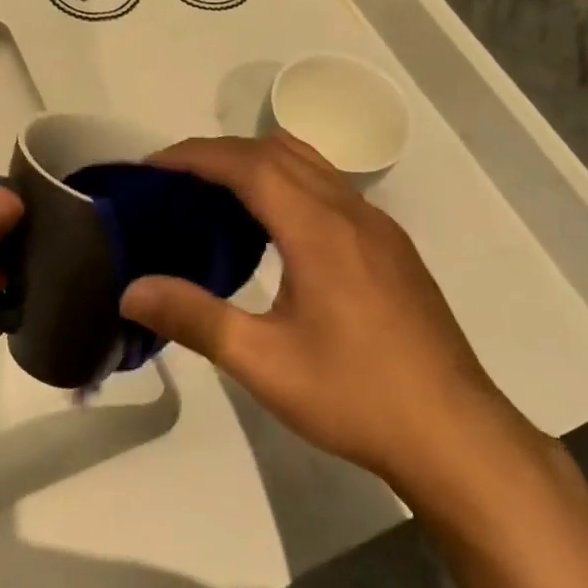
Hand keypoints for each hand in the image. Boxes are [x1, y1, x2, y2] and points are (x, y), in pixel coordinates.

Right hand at [119, 134, 532, 504]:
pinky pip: (331, 189)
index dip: (197, 155)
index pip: (249, 164)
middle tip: (174, 181)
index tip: (153, 166)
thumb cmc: (355, 396)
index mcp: (319, 230)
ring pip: (310, 165)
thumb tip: (130, 291)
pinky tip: (273, 230)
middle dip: (221, 153)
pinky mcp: (392, 247)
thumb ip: (195, 318)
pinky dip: (288, 184)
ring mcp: (378, 227)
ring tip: (215, 196)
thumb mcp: (264, 363)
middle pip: (279, 152)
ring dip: (258, 163)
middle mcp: (352, 213)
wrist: (456, 436)